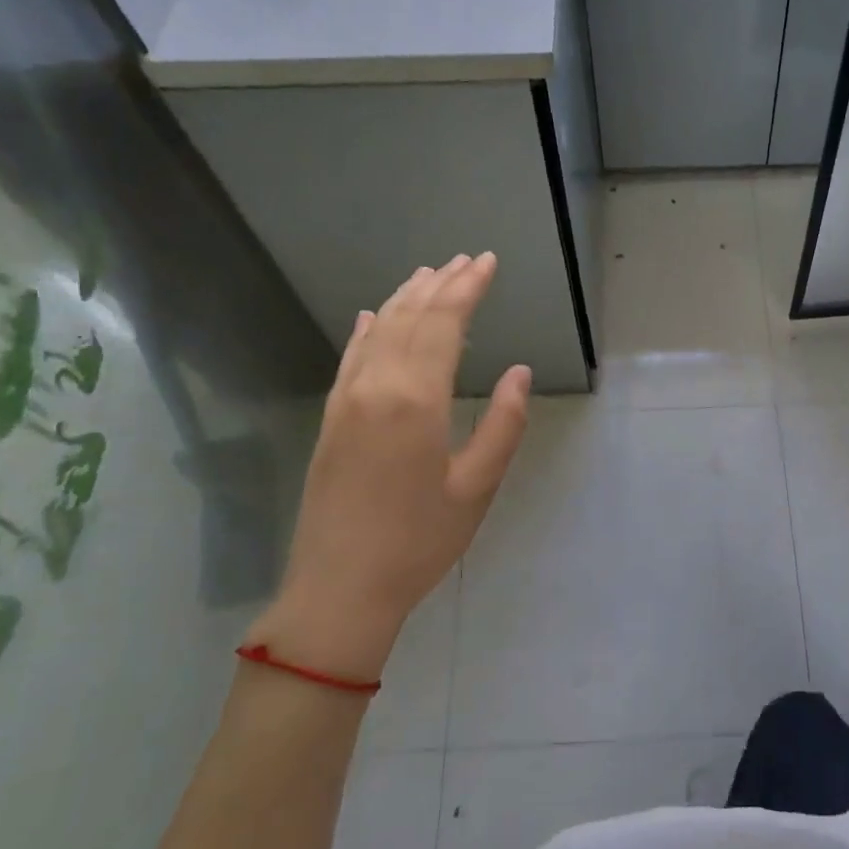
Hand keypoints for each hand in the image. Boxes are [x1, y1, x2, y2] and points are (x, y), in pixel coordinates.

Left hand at [252, 253, 530, 682]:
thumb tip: (518, 372)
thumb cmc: (419, 543)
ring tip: (430, 274)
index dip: (468, 289)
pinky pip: (350, 358)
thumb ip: (503, 425)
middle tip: (467, 260)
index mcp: (416, 401)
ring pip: (378, 331)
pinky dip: (367, 330)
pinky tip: (374, 315)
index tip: (488, 263)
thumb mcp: (476, 488)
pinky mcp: (330, 419)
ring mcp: (346, 401)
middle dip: (442, 285)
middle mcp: (376, 387)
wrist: (339, 589)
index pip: (444, 325)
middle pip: (411, 319)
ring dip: (407, 299)